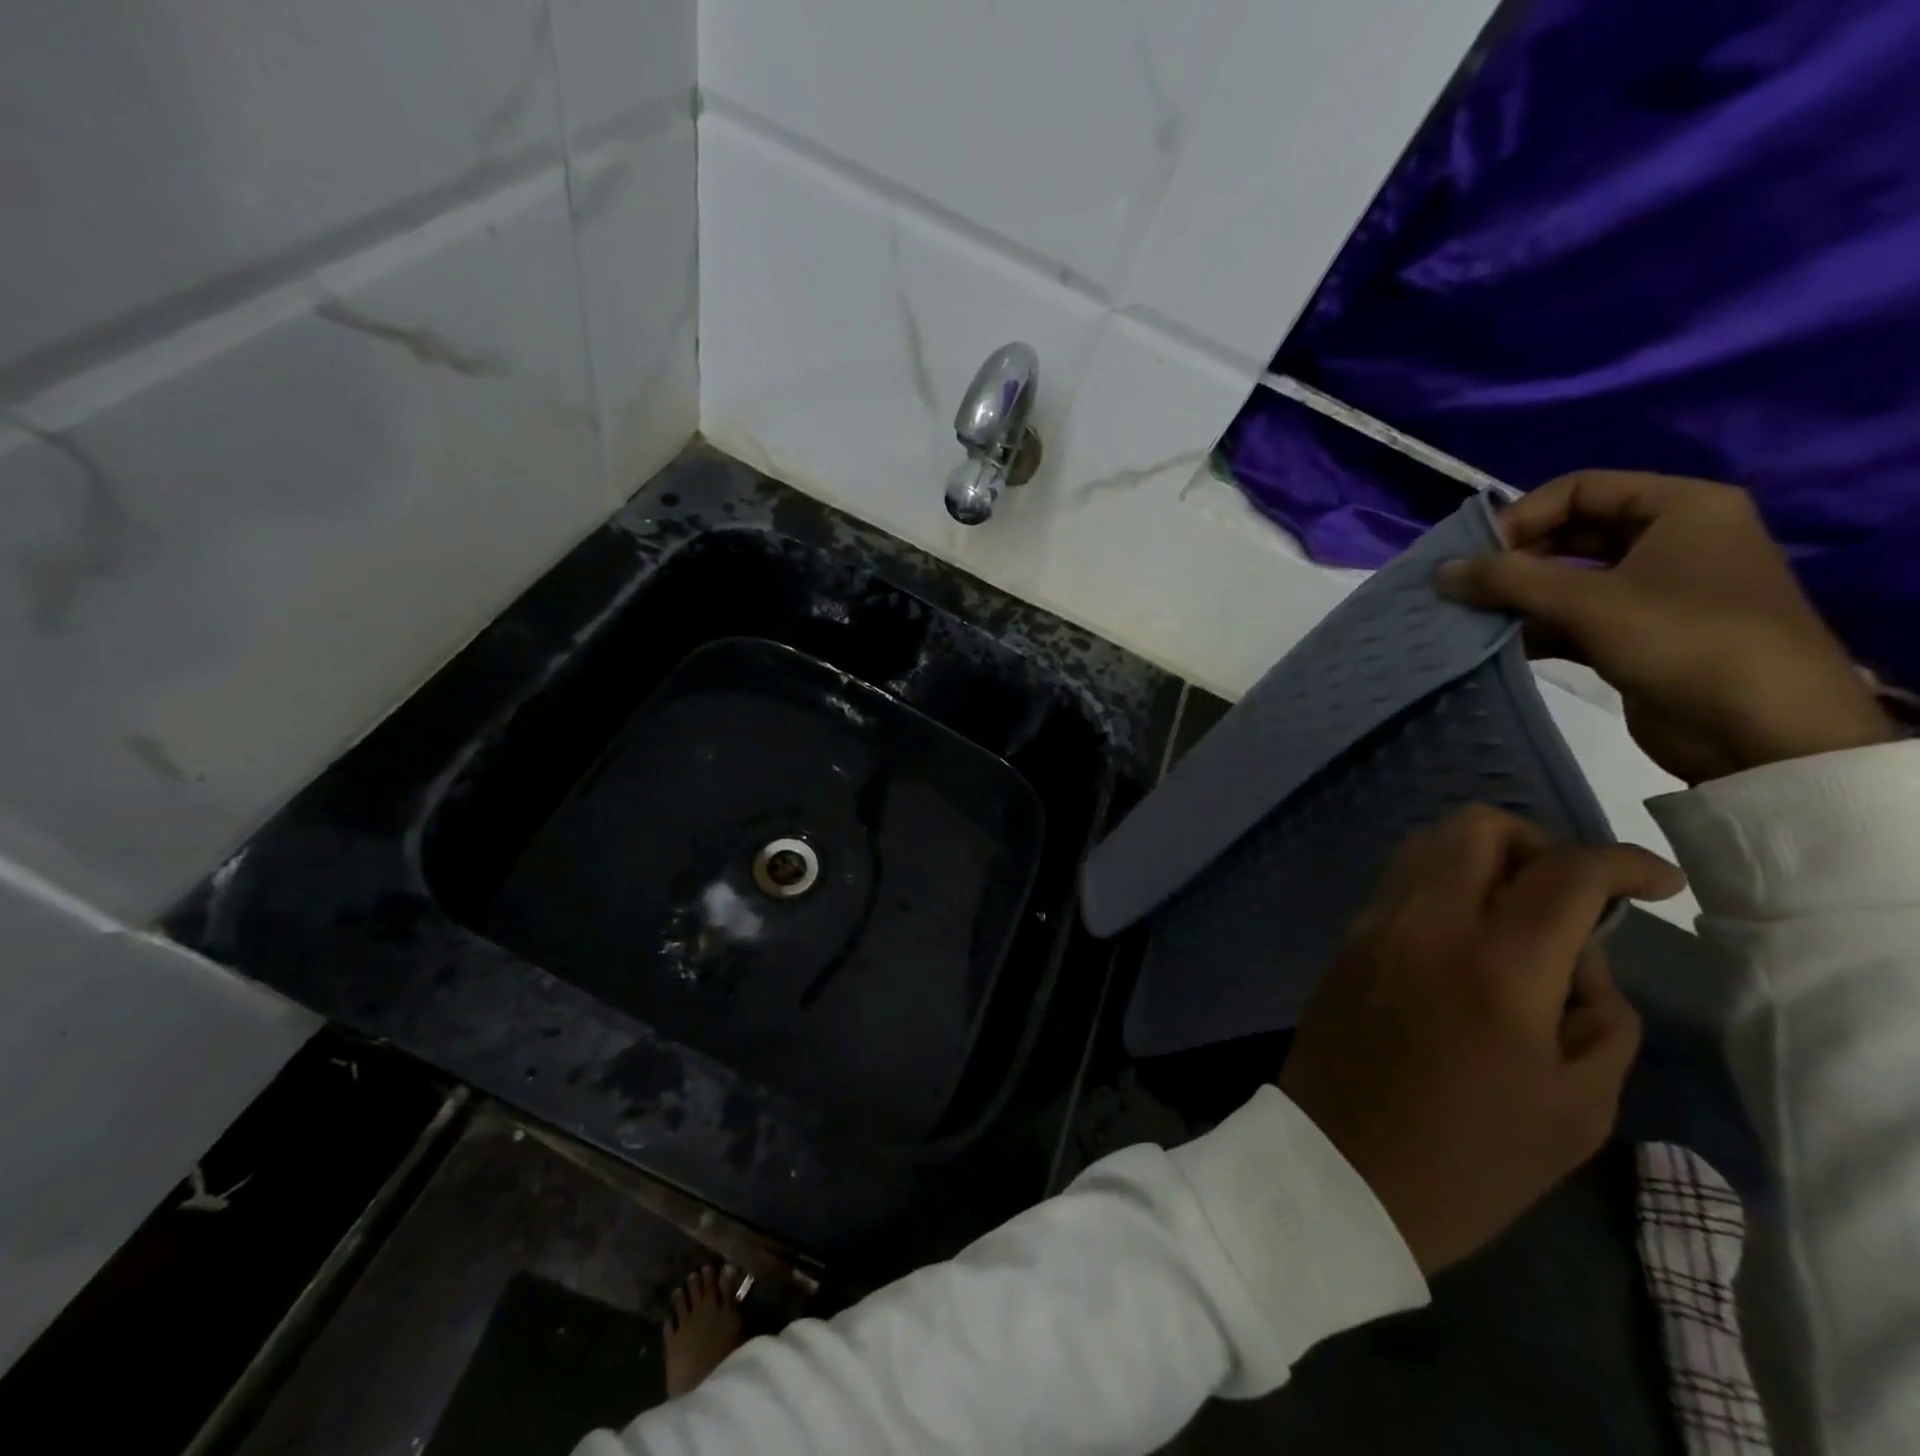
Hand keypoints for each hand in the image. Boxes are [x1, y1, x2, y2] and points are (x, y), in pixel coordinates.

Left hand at [1278, 805, 1686, 1274]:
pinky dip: (1439, 884)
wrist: (1341, 1166)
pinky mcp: (1343, 939)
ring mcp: (1371, 924)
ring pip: (1426, 845)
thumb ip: (1602, 1012)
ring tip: (1517, 913)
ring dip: (1481, 857)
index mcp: (1495, 966)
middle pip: (1475, 826)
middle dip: (1536, 842)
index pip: (1565, 872)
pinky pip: (1397, 882)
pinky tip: (1464, 935)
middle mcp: (1423, 923)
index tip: (1656, 882)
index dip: (1624, 863)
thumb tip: (1580, 953)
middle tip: (1570, 893)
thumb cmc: (1472, 1157)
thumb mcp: (1579, 1104)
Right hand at [1434, 471, 1895, 783]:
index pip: (1579, 490)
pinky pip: (1573, 619)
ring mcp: (1654, 592)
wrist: (1763, 731)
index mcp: (1681, 509)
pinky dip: (1533, 628)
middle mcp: (1670, 541)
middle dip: (1511, 561)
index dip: (1521, 517)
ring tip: (1464, 618)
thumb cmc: (1684, 640)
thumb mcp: (1589, 601)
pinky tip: (1491, 644)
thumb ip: (1508, 580)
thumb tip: (1440, 571)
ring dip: (1515, 599)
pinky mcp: (1638, 636)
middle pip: (1570, 534)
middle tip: (1460, 588)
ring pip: (1567, 581)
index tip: (1474, 556)